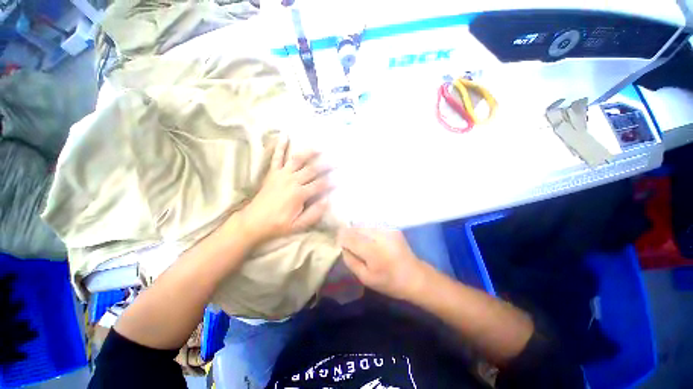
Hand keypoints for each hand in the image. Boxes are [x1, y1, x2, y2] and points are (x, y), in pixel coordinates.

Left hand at [237, 137, 331, 244]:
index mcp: (299, 194)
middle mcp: (292, 180)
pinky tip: (285, 136)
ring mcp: (281, 175)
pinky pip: (277, 158)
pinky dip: (280, 146)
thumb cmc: (278, 224)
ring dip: (308, 152)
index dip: (331, 182)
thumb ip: (314, 213)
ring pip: (297, 160)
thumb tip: (327, 201)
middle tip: (336, 160)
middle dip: (326, 165)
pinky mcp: (272, 173)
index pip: (320, 185)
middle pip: (312, 170)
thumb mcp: (298, 225)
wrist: (253, 222)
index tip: (340, 179)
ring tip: (319, 147)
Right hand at [338, 228, 430, 300]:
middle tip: (347, 242)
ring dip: (357, 230)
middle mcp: (380, 236)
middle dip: (348, 233)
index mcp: (373, 252)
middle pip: (356, 227)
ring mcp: (387, 229)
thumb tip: (342, 246)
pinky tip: (368, 237)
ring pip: (363, 223)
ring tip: (358, 240)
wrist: (414, 276)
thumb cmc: (389, 281)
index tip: (338, 242)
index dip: (341, 238)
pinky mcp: (391, 227)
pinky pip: (372, 224)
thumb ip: (351, 260)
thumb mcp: (365, 278)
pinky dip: (366, 229)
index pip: (350, 237)